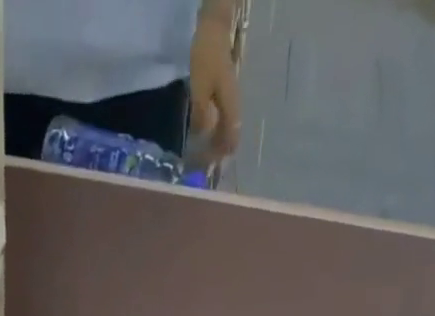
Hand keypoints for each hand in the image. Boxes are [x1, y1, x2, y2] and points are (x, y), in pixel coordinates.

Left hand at [188, 11, 241, 160]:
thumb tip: (202, 137)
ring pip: (226, 130)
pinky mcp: (225, 95)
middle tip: (200, 164)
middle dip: (216, 153)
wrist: (214, 29)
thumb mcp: (199, 89)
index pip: (230, 142)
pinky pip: (222, 120)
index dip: (219, 157)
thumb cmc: (206, 59)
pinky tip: (203, 133)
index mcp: (231, 108)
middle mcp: (235, 107)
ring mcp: (231, 100)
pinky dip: (214, 131)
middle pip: (229, 139)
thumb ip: (201, 116)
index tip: (205, 167)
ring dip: (215, 143)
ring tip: (201, 152)